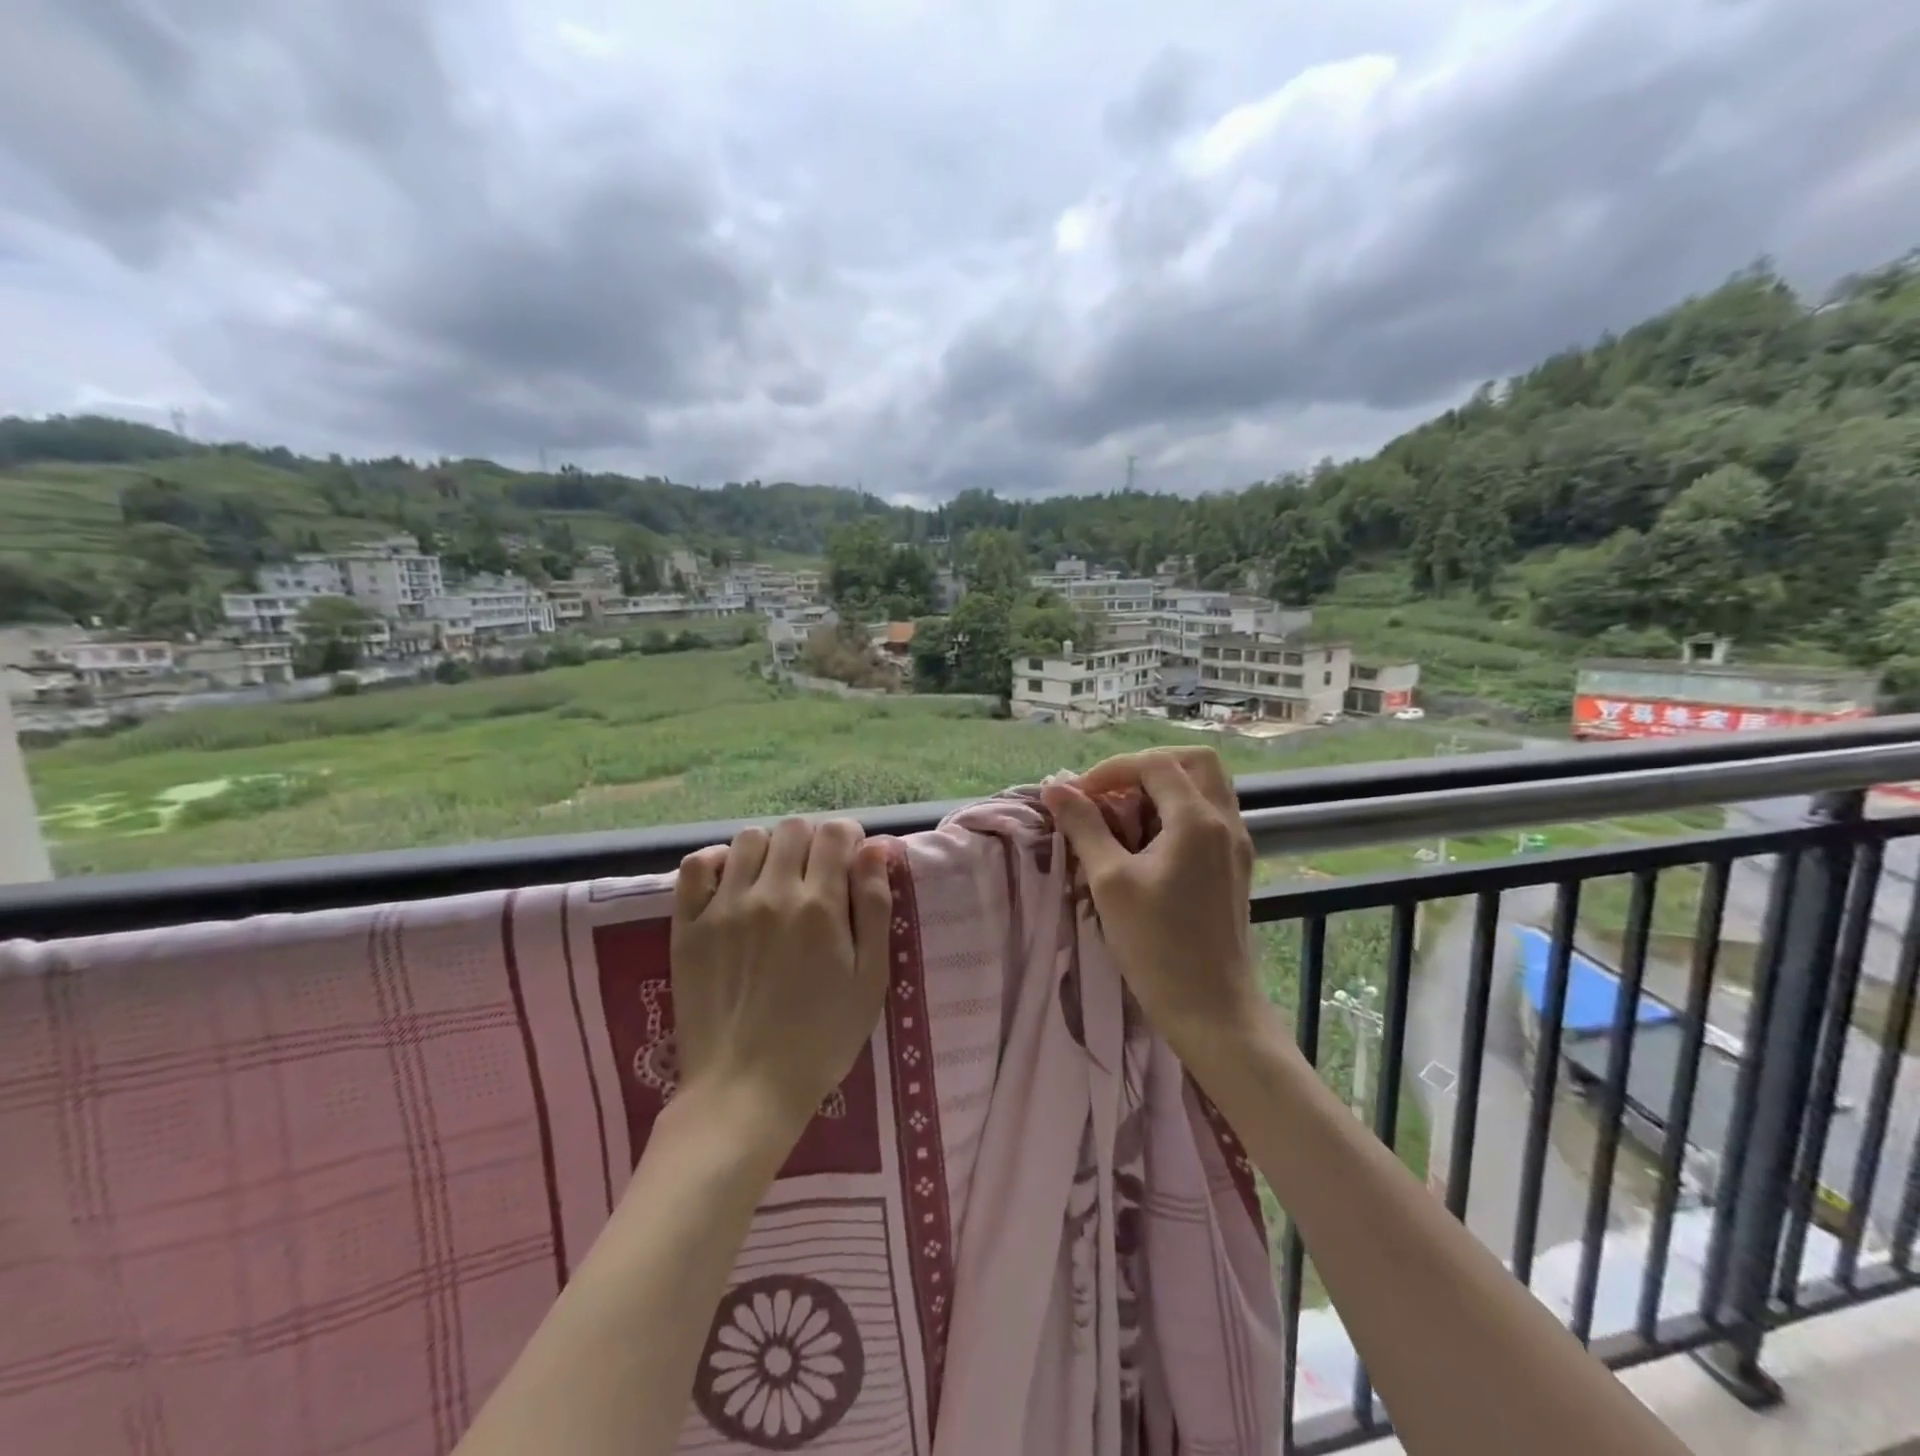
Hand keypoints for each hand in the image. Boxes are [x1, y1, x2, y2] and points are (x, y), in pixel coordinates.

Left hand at [671, 818, 893, 1146]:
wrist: (745, 1090)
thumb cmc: (821, 1039)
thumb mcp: (869, 979)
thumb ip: (874, 907)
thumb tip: (875, 848)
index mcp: (820, 906)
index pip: (835, 834)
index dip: (849, 839)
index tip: (851, 863)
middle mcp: (771, 893)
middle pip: (794, 828)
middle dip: (813, 842)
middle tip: (817, 877)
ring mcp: (724, 907)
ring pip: (749, 838)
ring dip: (771, 850)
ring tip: (776, 882)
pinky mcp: (688, 925)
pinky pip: (695, 866)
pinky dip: (716, 861)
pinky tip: (732, 883)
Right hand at [1041, 747, 1266, 1057]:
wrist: (1212, 1010)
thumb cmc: (1157, 946)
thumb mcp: (1110, 881)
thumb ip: (1084, 827)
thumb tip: (1054, 788)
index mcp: (1198, 820)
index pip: (1155, 764)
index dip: (1111, 770)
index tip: (1077, 797)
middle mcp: (1226, 822)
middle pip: (1194, 762)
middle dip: (1147, 767)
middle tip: (1110, 792)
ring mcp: (1236, 845)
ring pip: (1205, 788)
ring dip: (1164, 789)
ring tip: (1124, 816)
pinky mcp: (1235, 866)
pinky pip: (1209, 816)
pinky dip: (1177, 812)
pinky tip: (1147, 844)